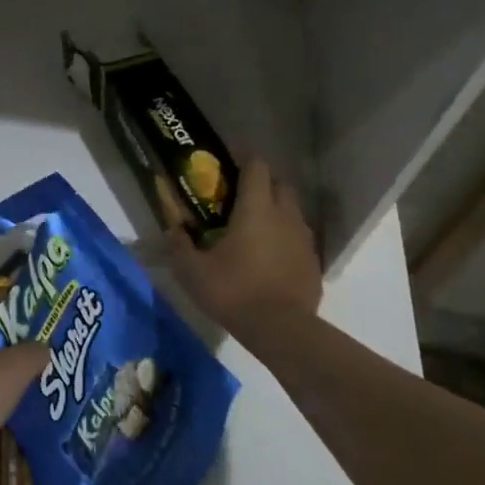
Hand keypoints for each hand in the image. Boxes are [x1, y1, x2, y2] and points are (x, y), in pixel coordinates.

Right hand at [163, 153, 322, 336]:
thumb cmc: (233, 291)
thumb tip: (172, 227)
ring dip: (275, 208)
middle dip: (262, 180)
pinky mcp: (313, 262)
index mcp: (255, 209)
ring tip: (253, 223)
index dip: (244, 155)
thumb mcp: (191, 270)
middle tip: (239, 191)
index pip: (256, 167)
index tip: (230, 154)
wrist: (281, 330)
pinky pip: (298, 237)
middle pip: (280, 183)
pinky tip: (268, 253)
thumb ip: (179, 243)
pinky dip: (284, 236)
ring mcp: (303, 239)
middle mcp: (285, 216)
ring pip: (292, 210)